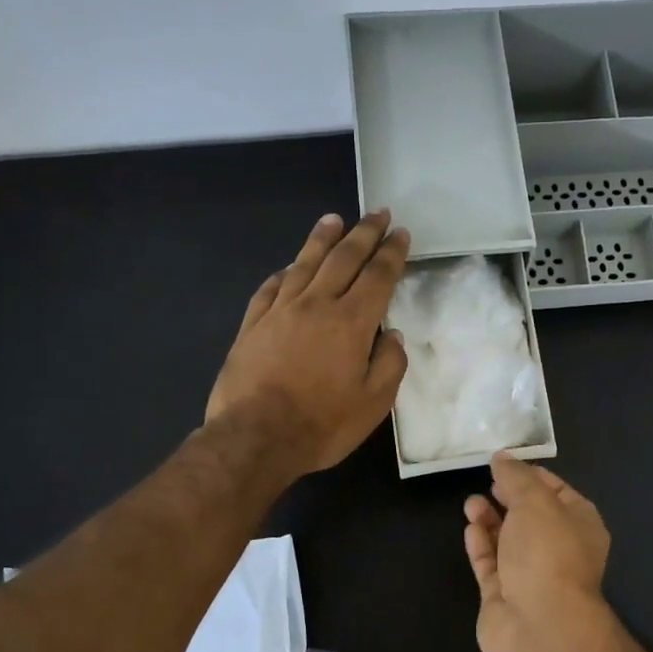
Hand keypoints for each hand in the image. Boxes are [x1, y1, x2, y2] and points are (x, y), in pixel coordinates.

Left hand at [206, 211, 409, 476]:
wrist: (255, 437)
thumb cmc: (321, 425)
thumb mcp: (373, 404)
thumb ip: (389, 365)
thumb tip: (392, 336)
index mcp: (351, 323)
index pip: (378, 276)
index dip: (392, 253)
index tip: (400, 233)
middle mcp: (316, 305)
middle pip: (343, 259)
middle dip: (363, 234)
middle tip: (376, 213)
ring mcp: (280, 312)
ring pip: (304, 264)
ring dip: (322, 239)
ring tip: (333, 220)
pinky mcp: (252, 325)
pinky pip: (270, 288)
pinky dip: (284, 273)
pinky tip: (289, 267)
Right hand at [463, 453, 614, 651]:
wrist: (539, 625)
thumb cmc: (548, 553)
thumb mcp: (535, 501)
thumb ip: (516, 477)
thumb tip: (502, 457)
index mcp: (580, 525)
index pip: (558, 492)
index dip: (533, 476)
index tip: (506, 463)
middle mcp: (559, 549)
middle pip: (531, 517)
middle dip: (508, 497)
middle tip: (487, 481)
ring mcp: (531, 575)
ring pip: (508, 540)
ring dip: (490, 519)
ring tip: (471, 503)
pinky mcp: (504, 595)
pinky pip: (490, 564)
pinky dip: (481, 545)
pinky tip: (470, 528)